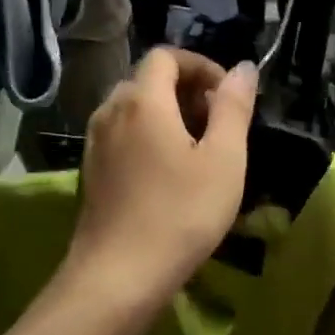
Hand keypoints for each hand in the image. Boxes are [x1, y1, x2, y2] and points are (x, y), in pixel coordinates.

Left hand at [66, 48, 258, 306]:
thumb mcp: (224, 159)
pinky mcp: (90, 170)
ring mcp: (95, 142)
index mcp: (143, 100)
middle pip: (148, 79)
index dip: (201, 65)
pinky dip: (147, 136)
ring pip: (133, 108)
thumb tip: (243, 68)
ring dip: (167, 114)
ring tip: (197, 150)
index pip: (167, 56)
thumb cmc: (180, 214)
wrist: (118, 278)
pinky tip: (168, 173)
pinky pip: (122, 133)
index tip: (227, 96)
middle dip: (186, 90)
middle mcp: (111, 110)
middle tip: (218, 124)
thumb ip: (234, 107)